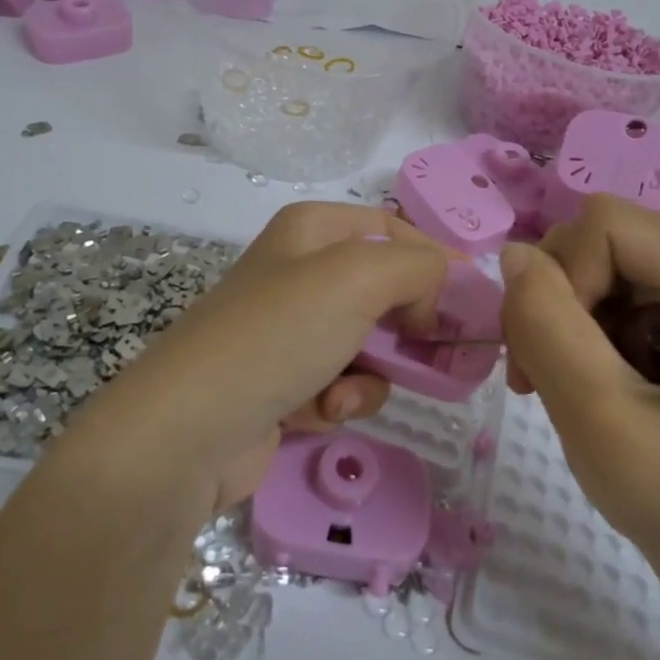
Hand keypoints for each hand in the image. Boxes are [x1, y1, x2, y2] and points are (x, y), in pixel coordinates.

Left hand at [69, 202, 450, 513]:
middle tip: (442, 358)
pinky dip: (342, 400)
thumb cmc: (278, 334)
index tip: (470, 302)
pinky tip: (322, 414)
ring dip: (373, 374)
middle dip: (410, 327)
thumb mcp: (358, 277)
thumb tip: (437, 290)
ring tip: (346, 393)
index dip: (435, 261)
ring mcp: (290, 330)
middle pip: (385, 289)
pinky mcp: (284, 382)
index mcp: (312, 230)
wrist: (189, 430)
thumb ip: (418, 266)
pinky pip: (341, 384)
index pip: (393, 229)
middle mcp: (299, 272)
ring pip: (370, 344)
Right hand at [500, 196, 659, 602]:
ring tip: (550, 383)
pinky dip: (567, 330)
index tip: (560, 353)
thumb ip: (549, 329)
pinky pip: (598, 292)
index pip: (608, 225)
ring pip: (587, 264)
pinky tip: (571, 378)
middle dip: (552, 299)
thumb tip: (511, 255)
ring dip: (552, 318)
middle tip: (538, 374)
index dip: (564, 276)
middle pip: (595, 239)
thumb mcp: (601, 418)